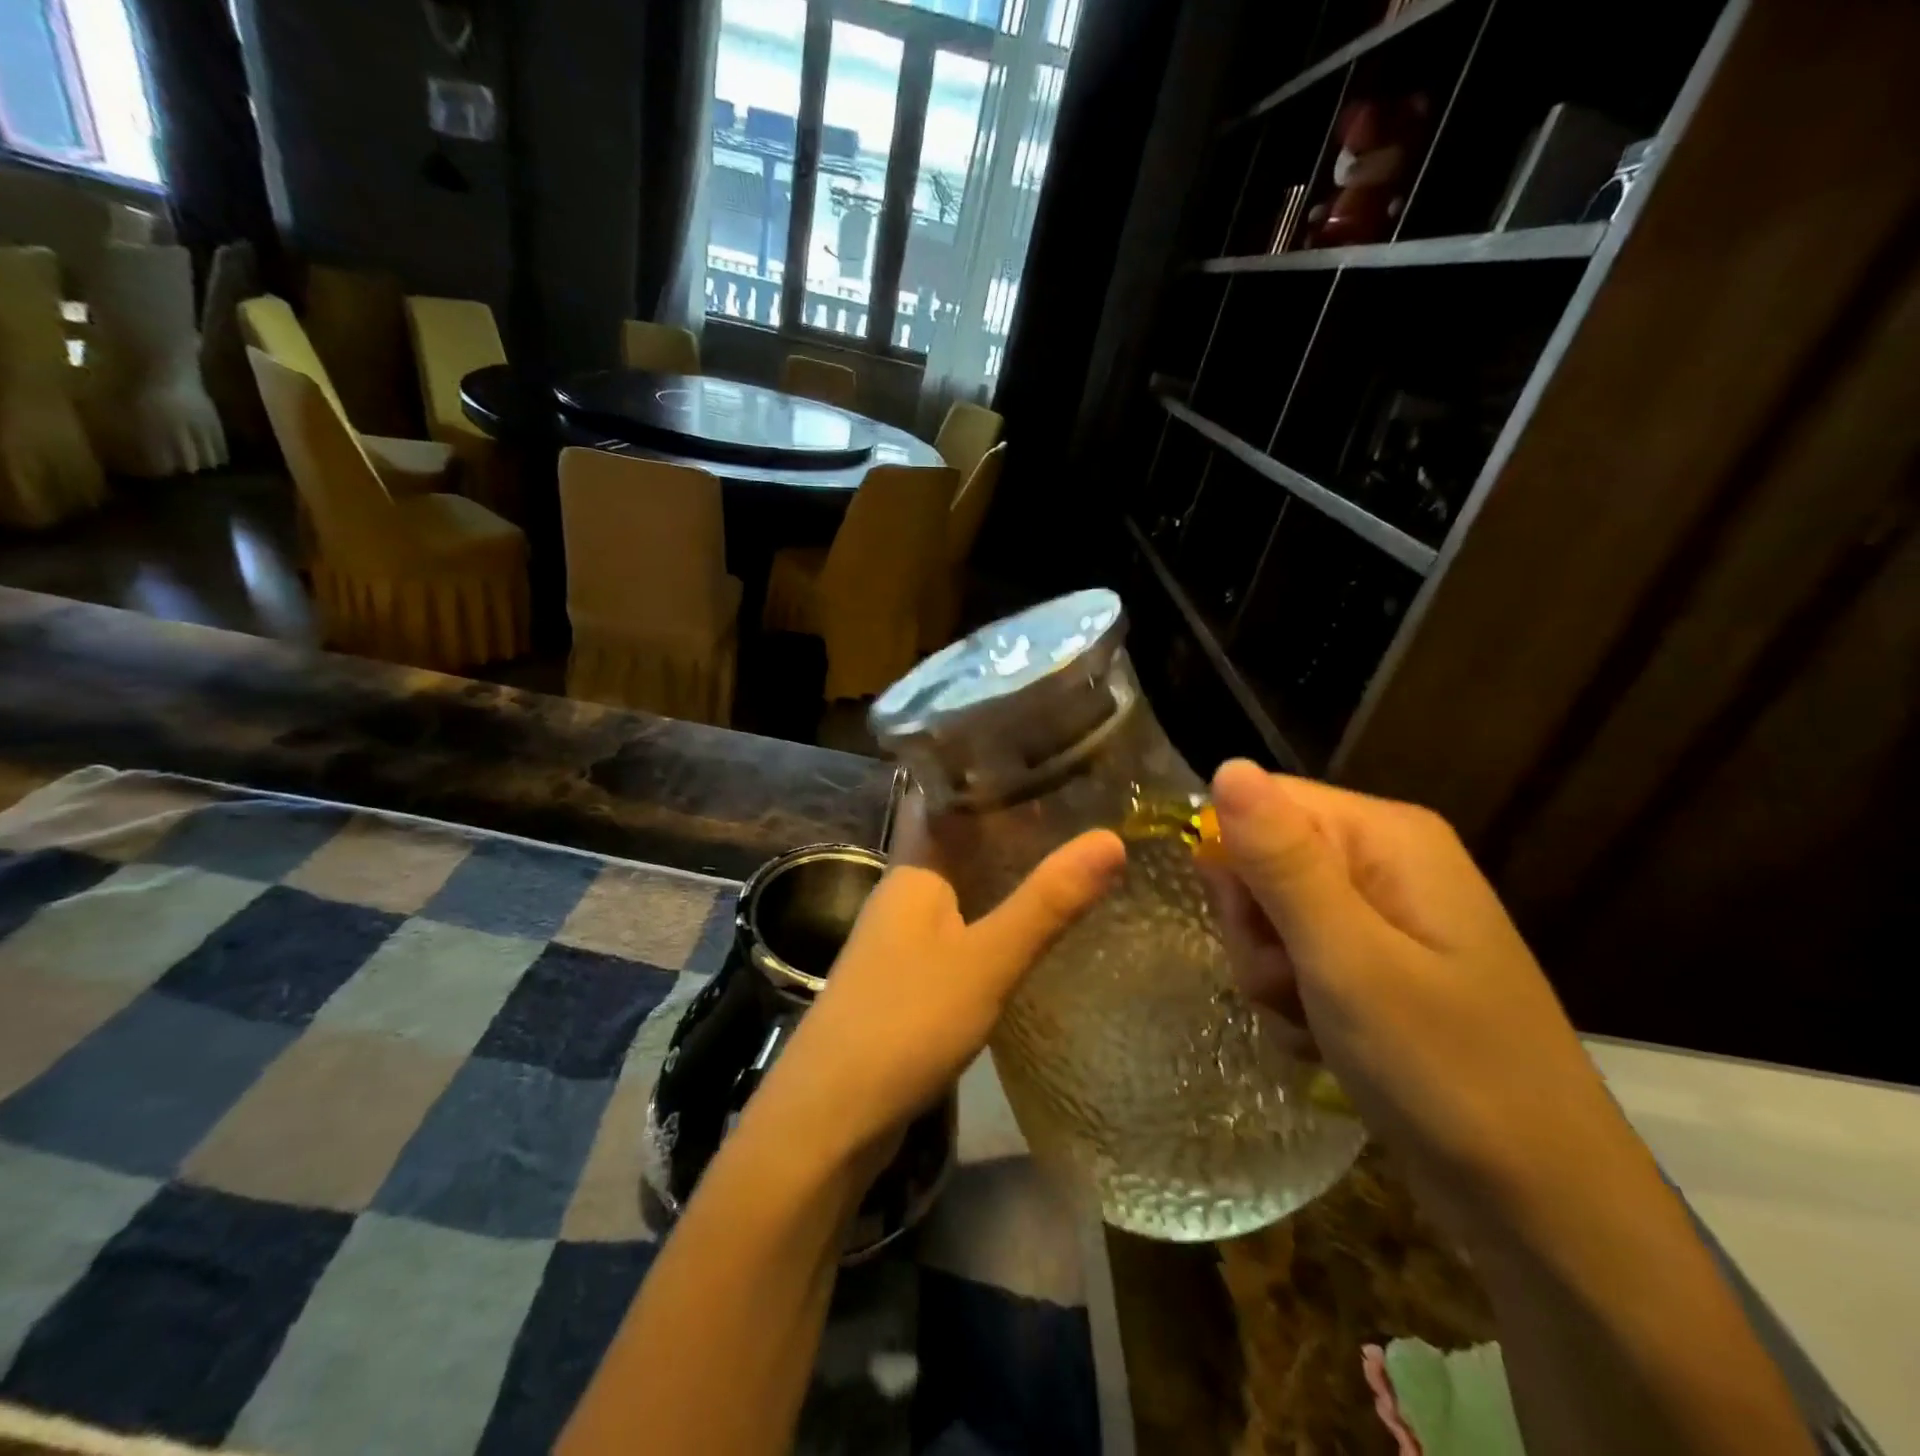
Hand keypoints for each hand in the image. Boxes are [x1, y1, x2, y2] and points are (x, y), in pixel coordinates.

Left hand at [749, 793, 1125, 1173]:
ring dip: (1003, 871)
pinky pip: (959, 927)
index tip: (1043, 750)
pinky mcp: (908, 977)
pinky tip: (1029, 926)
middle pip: (958, 841)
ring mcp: (902, 937)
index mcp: (914, 869)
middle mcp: (904, 893)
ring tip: (1067, 853)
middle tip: (1080, 802)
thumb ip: (1046, 902)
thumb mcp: (986, 959)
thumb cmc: (905, 1021)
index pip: (945, 797)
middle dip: (1009, 823)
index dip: (986, 771)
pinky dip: (993, 916)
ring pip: (960, 886)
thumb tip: (1112, 838)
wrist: (831, 1117)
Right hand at [1203, 760, 1638, 1230]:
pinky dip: (1294, 999)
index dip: (1235, 860)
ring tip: (1311, 1021)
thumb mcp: (1346, 959)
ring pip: (1271, 915)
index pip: (1264, 802)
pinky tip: (1323, 1041)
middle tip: (1289, 982)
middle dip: (1255, 928)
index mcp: (1388, 836)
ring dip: (1270, 972)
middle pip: (1263, 859)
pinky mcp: (1378, 964)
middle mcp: (1386, 862)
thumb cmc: (1444, 1070)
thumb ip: (1281, 861)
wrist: (1542, 1204)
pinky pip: (1298, 956)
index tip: (1247, 926)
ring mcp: (1384, 916)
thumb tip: (1227, 766)